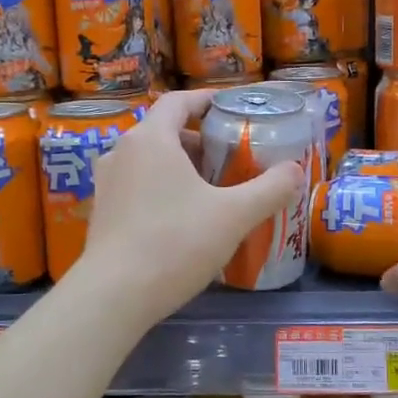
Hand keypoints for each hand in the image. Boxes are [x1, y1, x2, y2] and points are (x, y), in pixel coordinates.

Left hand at [73, 90, 305, 321]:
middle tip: (231, 159)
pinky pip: (137, 186)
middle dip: (199, 141)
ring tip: (212, 190)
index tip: (230, 109)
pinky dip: (162, 189)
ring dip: (181, 168)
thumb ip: (269, 189)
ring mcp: (107, 183)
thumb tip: (295, 171)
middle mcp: (122, 152)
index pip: (178, 102)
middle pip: (165, 132)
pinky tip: (184, 219)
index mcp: (151, 139)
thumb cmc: (175, 243)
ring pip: (150, 161)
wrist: (114, 296)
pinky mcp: (102, 213)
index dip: (206, 101)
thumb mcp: (233, 216)